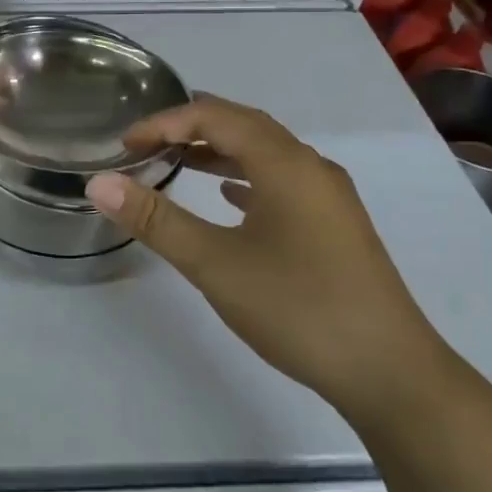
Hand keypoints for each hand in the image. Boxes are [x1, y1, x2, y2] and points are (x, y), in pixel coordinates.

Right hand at [86, 93, 456, 424]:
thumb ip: (156, 220)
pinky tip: (227, 198)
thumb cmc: (299, 308)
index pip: (214, 116)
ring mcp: (328, 197)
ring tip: (175, 161)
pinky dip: (244, 177)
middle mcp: (311, 167)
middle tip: (144, 143)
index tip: (124, 146)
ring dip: (217, 151)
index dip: (164, 123)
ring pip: (264, 153)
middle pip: (243, 125)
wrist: (392, 375)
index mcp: (285, 163)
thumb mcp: (215, 264)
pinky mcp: (334, 225)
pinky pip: (281, 181)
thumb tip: (99, 183)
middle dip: (190, 127)